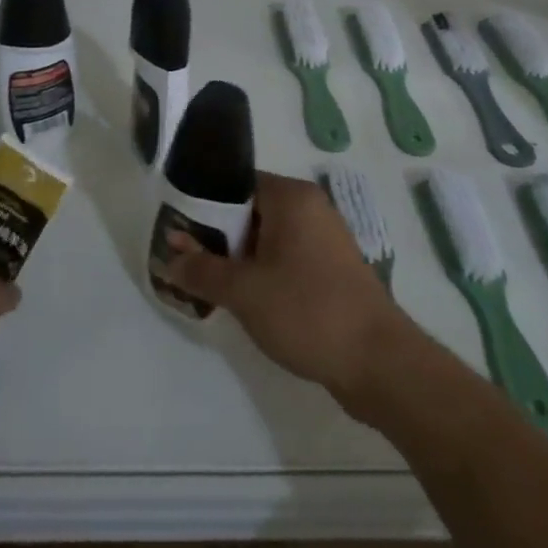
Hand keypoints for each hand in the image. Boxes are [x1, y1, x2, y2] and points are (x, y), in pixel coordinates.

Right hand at [164, 172, 419, 408]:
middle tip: (184, 260)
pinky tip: (243, 300)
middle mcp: (310, 208)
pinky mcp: (331, 270)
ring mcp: (324, 239)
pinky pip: (285, 259)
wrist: (380, 364)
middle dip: (216, 237)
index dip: (201, 205)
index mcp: (291, 197)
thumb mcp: (244, 291)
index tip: (176, 230)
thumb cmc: (307, 311)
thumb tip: (168, 253)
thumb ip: (201, 268)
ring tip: (207, 283)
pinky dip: (262, 273)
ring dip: (237, 259)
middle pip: (249, 211)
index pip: (234, 183)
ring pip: (266, 238)